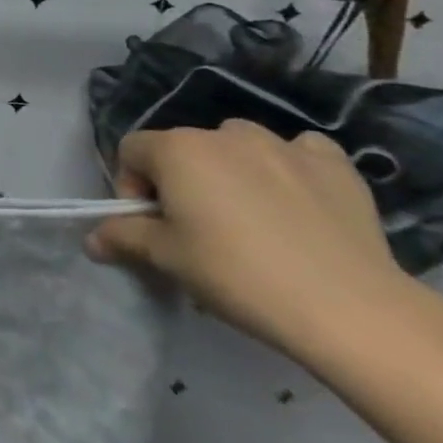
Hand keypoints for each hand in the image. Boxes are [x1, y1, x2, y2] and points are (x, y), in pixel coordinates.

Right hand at [85, 120, 412, 358]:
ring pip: (238, 145)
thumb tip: (92, 239)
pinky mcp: (334, 164)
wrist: (351, 309)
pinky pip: (299, 152)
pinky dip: (290, 168)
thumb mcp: (167, 259)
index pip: (131, 151)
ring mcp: (282, 144)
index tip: (154, 227)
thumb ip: (123, 237)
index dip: (132, 187)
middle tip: (201, 231)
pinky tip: (299, 202)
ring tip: (252, 217)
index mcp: (177, 149)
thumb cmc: (238, 275)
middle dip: (183, 182)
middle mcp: (223, 133)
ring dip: (233, 171)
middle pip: (184, 149)